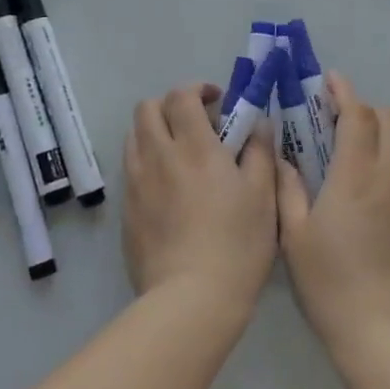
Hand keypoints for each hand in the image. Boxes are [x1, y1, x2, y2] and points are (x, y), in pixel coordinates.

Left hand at [122, 84, 279, 321]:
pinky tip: (169, 190)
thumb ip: (260, 151)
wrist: (191, 300)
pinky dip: (147, 164)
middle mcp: (158, 156)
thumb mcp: (263, 195)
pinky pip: (131, 171)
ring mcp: (136, 184)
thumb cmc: (237, 244)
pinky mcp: (126, 211)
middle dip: (169, 105)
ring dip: (155, 132)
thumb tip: (257, 124)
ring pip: (134, 137)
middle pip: (147, 109)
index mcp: (194, 146)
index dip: (197, 89)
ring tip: (179, 155)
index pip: (181, 96)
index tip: (216, 101)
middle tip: (195, 124)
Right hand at [276, 72, 389, 356]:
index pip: (359, 116)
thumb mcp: (295, 235)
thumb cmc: (330, 282)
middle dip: (364, 108)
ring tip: (346, 145)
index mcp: (357, 176)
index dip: (345, 92)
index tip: (329, 80)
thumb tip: (283, 158)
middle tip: (332, 117)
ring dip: (378, 130)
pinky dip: (386, 155)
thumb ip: (287, 188)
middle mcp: (389, 177)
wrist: (383, 331)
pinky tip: (361, 181)